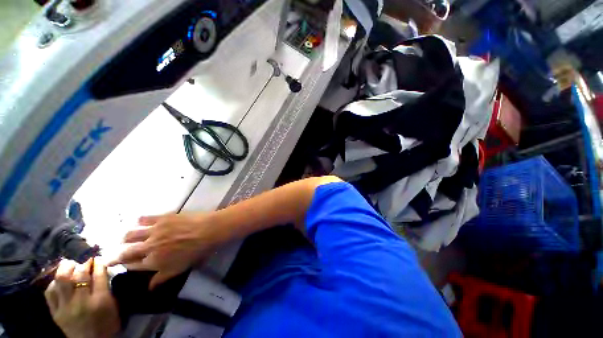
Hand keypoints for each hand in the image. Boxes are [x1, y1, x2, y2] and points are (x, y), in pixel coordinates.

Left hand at [45, 259, 119, 337]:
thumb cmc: (106, 323)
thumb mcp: (112, 306)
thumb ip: (106, 288)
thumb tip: (101, 269)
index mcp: (100, 300)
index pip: (99, 275)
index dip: (98, 263)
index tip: (98, 258)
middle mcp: (81, 302)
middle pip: (79, 275)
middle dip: (83, 264)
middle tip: (85, 261)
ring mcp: (65, 307)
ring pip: (61, 280)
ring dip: (66, 269)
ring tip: (70, 265)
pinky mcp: (54, 312)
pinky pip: (50, 292)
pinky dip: (54, 283)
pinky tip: (59, 281)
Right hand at [109, 212, 218, 289]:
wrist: (209, 230)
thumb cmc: (198, 251)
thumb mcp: (180, 268)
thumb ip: (162, 278)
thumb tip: (149, 288)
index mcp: (154, 262)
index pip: (132, 266)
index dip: (126, 266)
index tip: (121, 265)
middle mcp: (149, 247)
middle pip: (125, 252)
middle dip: (114, 255)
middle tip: (107, 256)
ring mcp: (154, 231)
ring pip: (129, 235)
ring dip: (123, 238)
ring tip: (121, 239)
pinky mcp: (162, 217)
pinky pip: (144, 218)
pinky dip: (138, 220)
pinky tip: (137, 221)